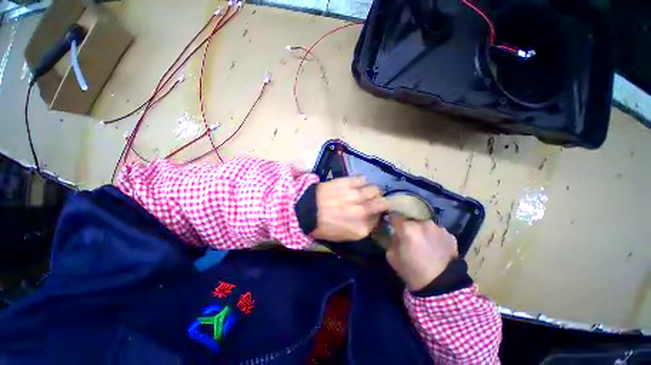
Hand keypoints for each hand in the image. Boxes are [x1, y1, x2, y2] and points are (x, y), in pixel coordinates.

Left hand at [310, 177, 388, 241]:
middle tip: (375, 200)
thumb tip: (368, 220)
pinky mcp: (348, 183)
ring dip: (372, 190)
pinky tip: (357, 183)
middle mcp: (362, 212)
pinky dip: (362, 181)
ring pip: (375, 189)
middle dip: (381, 202)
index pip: (378, 220)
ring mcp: (356, 196)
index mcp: (361, 229)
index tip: (371, 212)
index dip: (376, 215)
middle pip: (382, 203)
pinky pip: (362, 179)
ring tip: (366, 190)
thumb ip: (358, 229)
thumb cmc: (322, 226)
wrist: (305, 210)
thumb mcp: (341, 236)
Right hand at [386, 213, 457, 290]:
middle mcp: (423, 223)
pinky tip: (435, 249)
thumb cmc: (412, 271)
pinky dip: (434, 237)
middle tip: (409, 239)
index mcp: (407, 228)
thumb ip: (391, 240)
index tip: (391, 225)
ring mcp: (438, 228)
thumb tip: (395, 234)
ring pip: (425, 226)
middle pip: (411, 220)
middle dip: (408, 227)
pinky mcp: (450, 235)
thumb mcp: (392, 257)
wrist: (442, 286)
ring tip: (424, 244)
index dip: (391, 220)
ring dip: (422, 231)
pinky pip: (437, 232)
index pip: (394, 215)